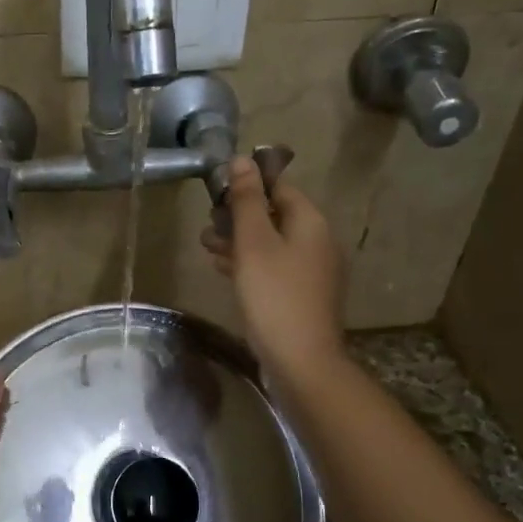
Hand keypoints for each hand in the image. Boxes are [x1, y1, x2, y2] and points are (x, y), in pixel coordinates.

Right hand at [201, 156, 346, 382]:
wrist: (301, 361)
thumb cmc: (274, 296)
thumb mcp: (254, 243)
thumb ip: (246, 201)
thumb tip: (241, 159)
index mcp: (309, 222)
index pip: (278, 187)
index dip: (246, 185)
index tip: (215, 192)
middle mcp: (316, 241)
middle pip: (274, 215)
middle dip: (238, 216)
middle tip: (206, 225)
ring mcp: (311, 271)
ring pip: (270, 243)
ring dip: (239, 241)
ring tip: (207, 246)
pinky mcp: (300, 295)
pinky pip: (272, 267)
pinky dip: (249, 263)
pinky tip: (224, 269)